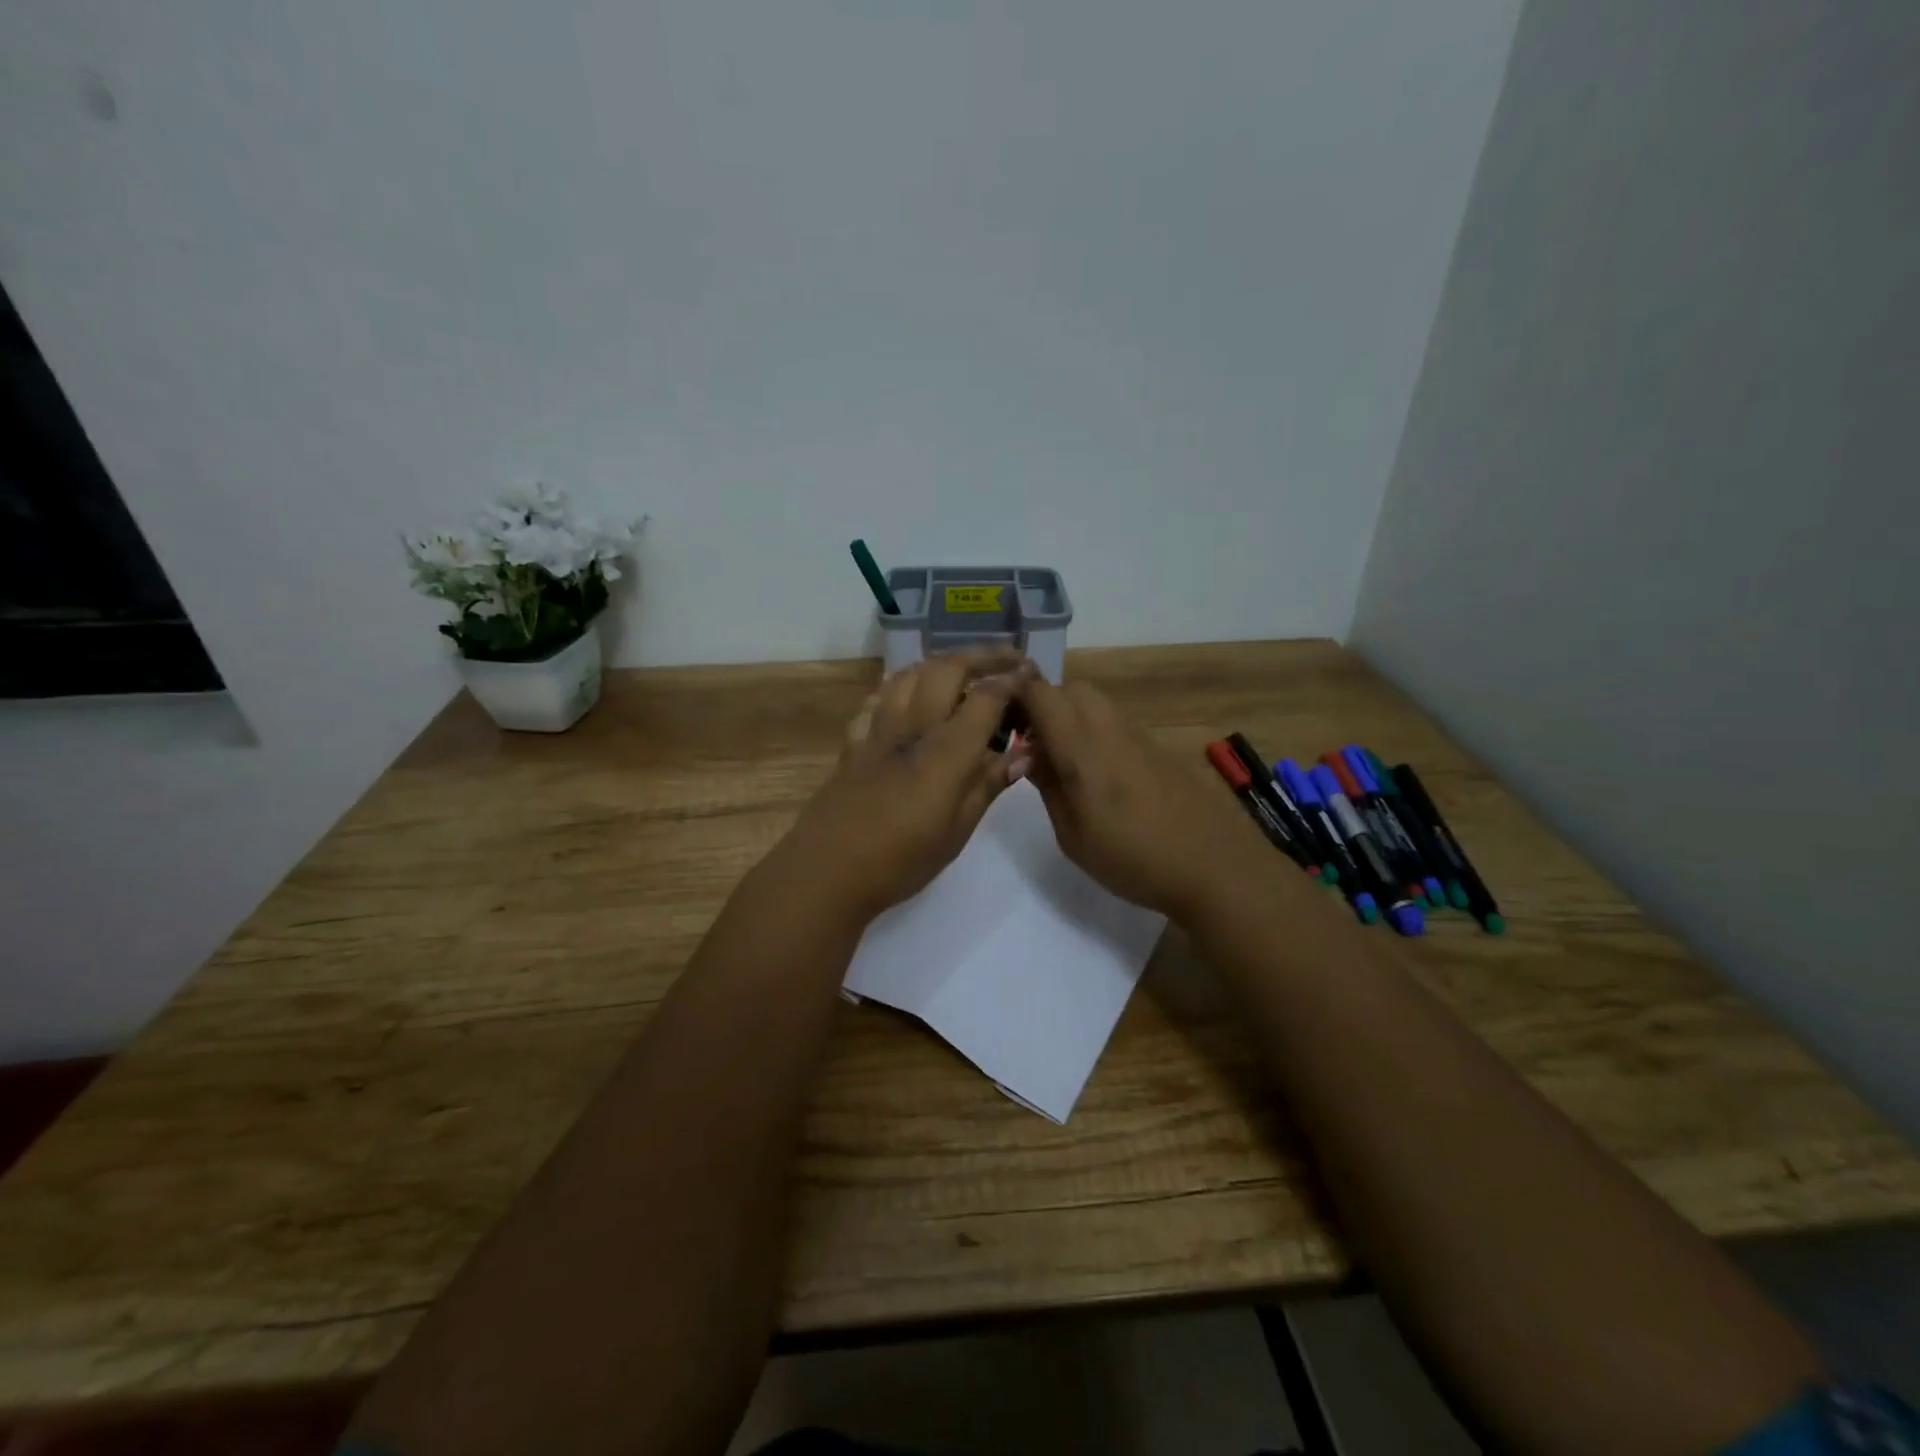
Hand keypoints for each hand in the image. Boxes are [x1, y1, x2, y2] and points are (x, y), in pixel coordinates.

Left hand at [776, 653, 1032, 919]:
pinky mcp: (853, 741)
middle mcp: (912, 727)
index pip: (985, 697)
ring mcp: (878, 730)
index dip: (1011, 680)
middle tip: (1004, 661)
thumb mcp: (957, 831)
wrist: (828, 871)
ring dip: (939, 664)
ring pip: (909, 675)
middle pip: (946, 669)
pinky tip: (907, 695)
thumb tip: (1022, 754)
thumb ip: (988, 785)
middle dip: (980, 657)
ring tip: (959, 673)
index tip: (1030, 673)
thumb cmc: (901, 860)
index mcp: (946, 752)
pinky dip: (899, 686)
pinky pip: (877, 698)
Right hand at [1016, 676, 1269, 921]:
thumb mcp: (1073, 836)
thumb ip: (1049, 788)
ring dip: (1072, 716)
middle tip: (1032, 743)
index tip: (999, 711)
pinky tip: (1098, 774)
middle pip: (1072, 688)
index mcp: (1082, 749)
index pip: (1042, 695)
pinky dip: (1096, 732)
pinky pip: (1117, 724)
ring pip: (1096, 703)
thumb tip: (1029, 755)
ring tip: (1063, 760)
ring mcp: (1139, 737)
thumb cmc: (1133, 860)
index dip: (1016, 692)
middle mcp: (1110, 730)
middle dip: (1045, 703)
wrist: (1214, 866)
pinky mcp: (1159, 750)